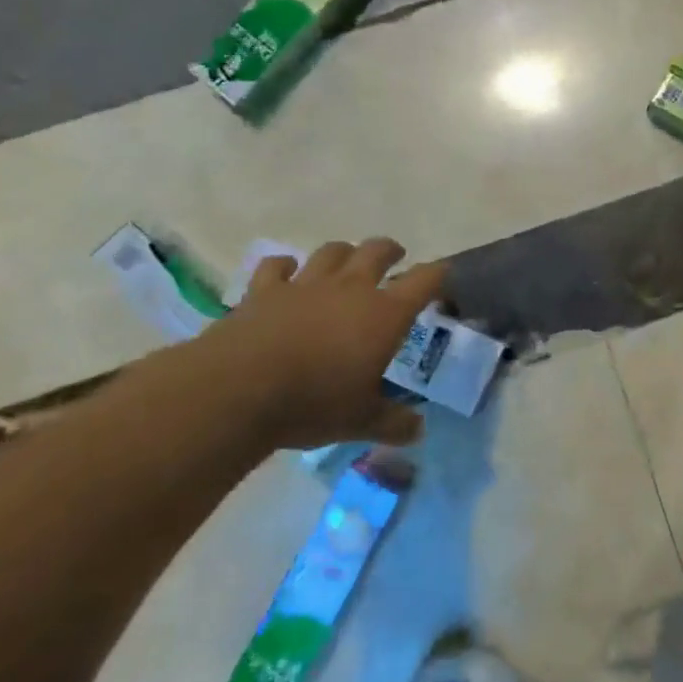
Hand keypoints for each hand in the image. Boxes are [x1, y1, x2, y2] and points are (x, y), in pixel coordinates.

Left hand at [178, 237, 446, 450]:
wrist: (239, 390)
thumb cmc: (314, 403)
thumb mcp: (362, 421)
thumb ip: (395, 423)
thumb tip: (418, 430)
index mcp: (385, 314)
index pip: (424, 280)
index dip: (438, 275)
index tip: (443, 278)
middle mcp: (350, 288)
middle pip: (377, 251)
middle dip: (390, 251)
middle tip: (395, 259)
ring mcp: (306, 284)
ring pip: (332, 252)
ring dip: (344, 253)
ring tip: (346, 262)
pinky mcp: (264, 290)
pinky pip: (278, 266)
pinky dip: (286, 267)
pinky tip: (287, 273)